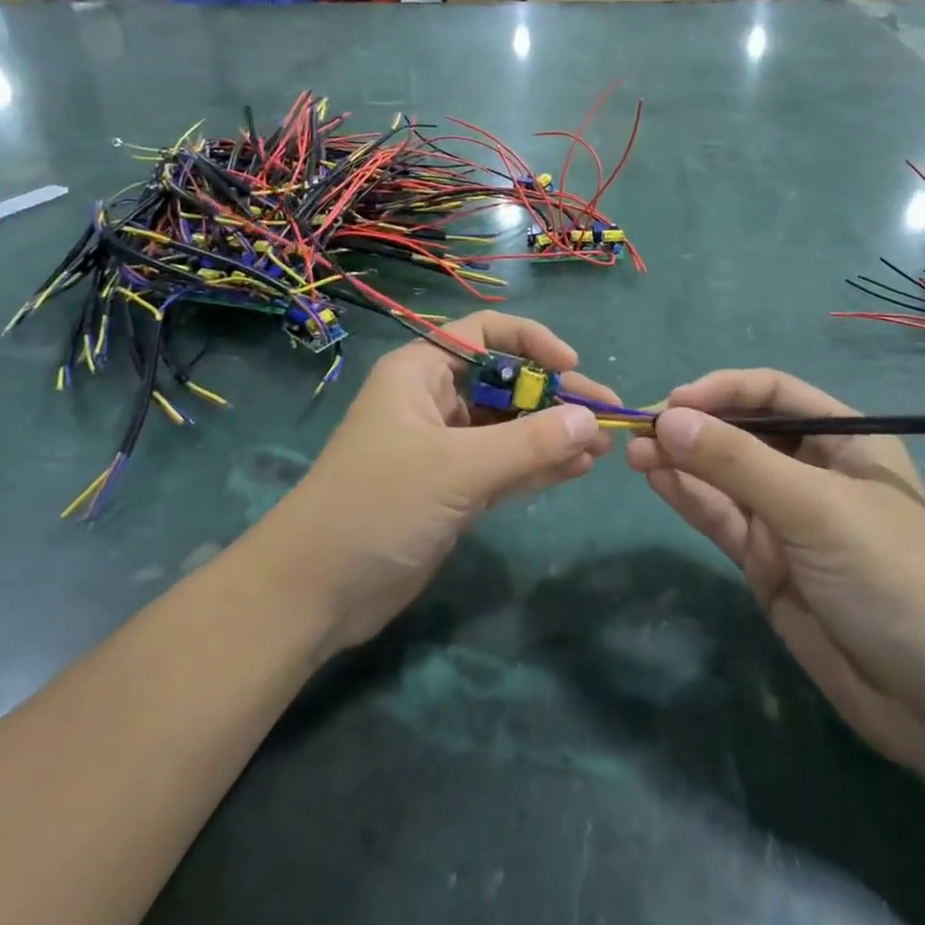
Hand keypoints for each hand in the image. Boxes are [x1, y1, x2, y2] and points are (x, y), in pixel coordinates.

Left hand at [261, 312, 616, 654]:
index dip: (532, 341)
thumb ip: (527, 444)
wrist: (318, 590)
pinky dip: (539, 465)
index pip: (484, 334)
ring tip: (603, 447)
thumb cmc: (379, 505)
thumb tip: (590, 420)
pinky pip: (505, 465)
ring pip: (509, 428)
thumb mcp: (456, 468)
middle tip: (606, 416)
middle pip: (505, 383)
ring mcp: (444, 448)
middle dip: (554, 397)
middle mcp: (433, 401)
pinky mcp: (452, 489)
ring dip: (553, 434)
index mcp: (420, 373)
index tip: (571, 366)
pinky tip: (577, 469)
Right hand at [626, 369, 924, 785]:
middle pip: (742, 433)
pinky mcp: (766, 562)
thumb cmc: (891, 576)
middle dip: (693, 427)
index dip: (723, 391)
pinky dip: (687, 496)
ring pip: (723, 476)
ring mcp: (787, 520)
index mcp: (845, 440)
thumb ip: (737, 462)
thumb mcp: (814, 507)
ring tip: (634, 452)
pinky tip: (655, 478)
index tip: (675, 403)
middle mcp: (813, 472)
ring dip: (680, 461)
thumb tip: (667, 419)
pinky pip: (720, 517)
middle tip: (640, 429)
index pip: (773, 395)